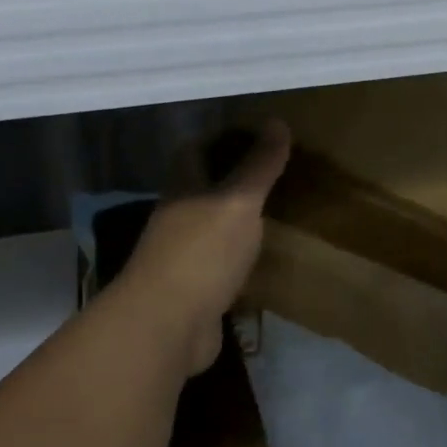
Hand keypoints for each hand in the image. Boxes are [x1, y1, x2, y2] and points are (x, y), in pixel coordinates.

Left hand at [115, 121, 290, 376]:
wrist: (168, 326)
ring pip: (210, 230)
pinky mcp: (193, 293)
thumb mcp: (238, 201)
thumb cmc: (202, 253)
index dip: (221, 139)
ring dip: (234, 223)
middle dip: (231, 182)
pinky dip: (238, 261)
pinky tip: (262, 262)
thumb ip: (258, 166)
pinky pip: (219, 267)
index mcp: (182, 190)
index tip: (256, 135)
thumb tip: (277, 121)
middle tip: (274, 176)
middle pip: (201, 191)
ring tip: (274, 215)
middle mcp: (177, 219)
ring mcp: (182, 259)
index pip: (194, 151)